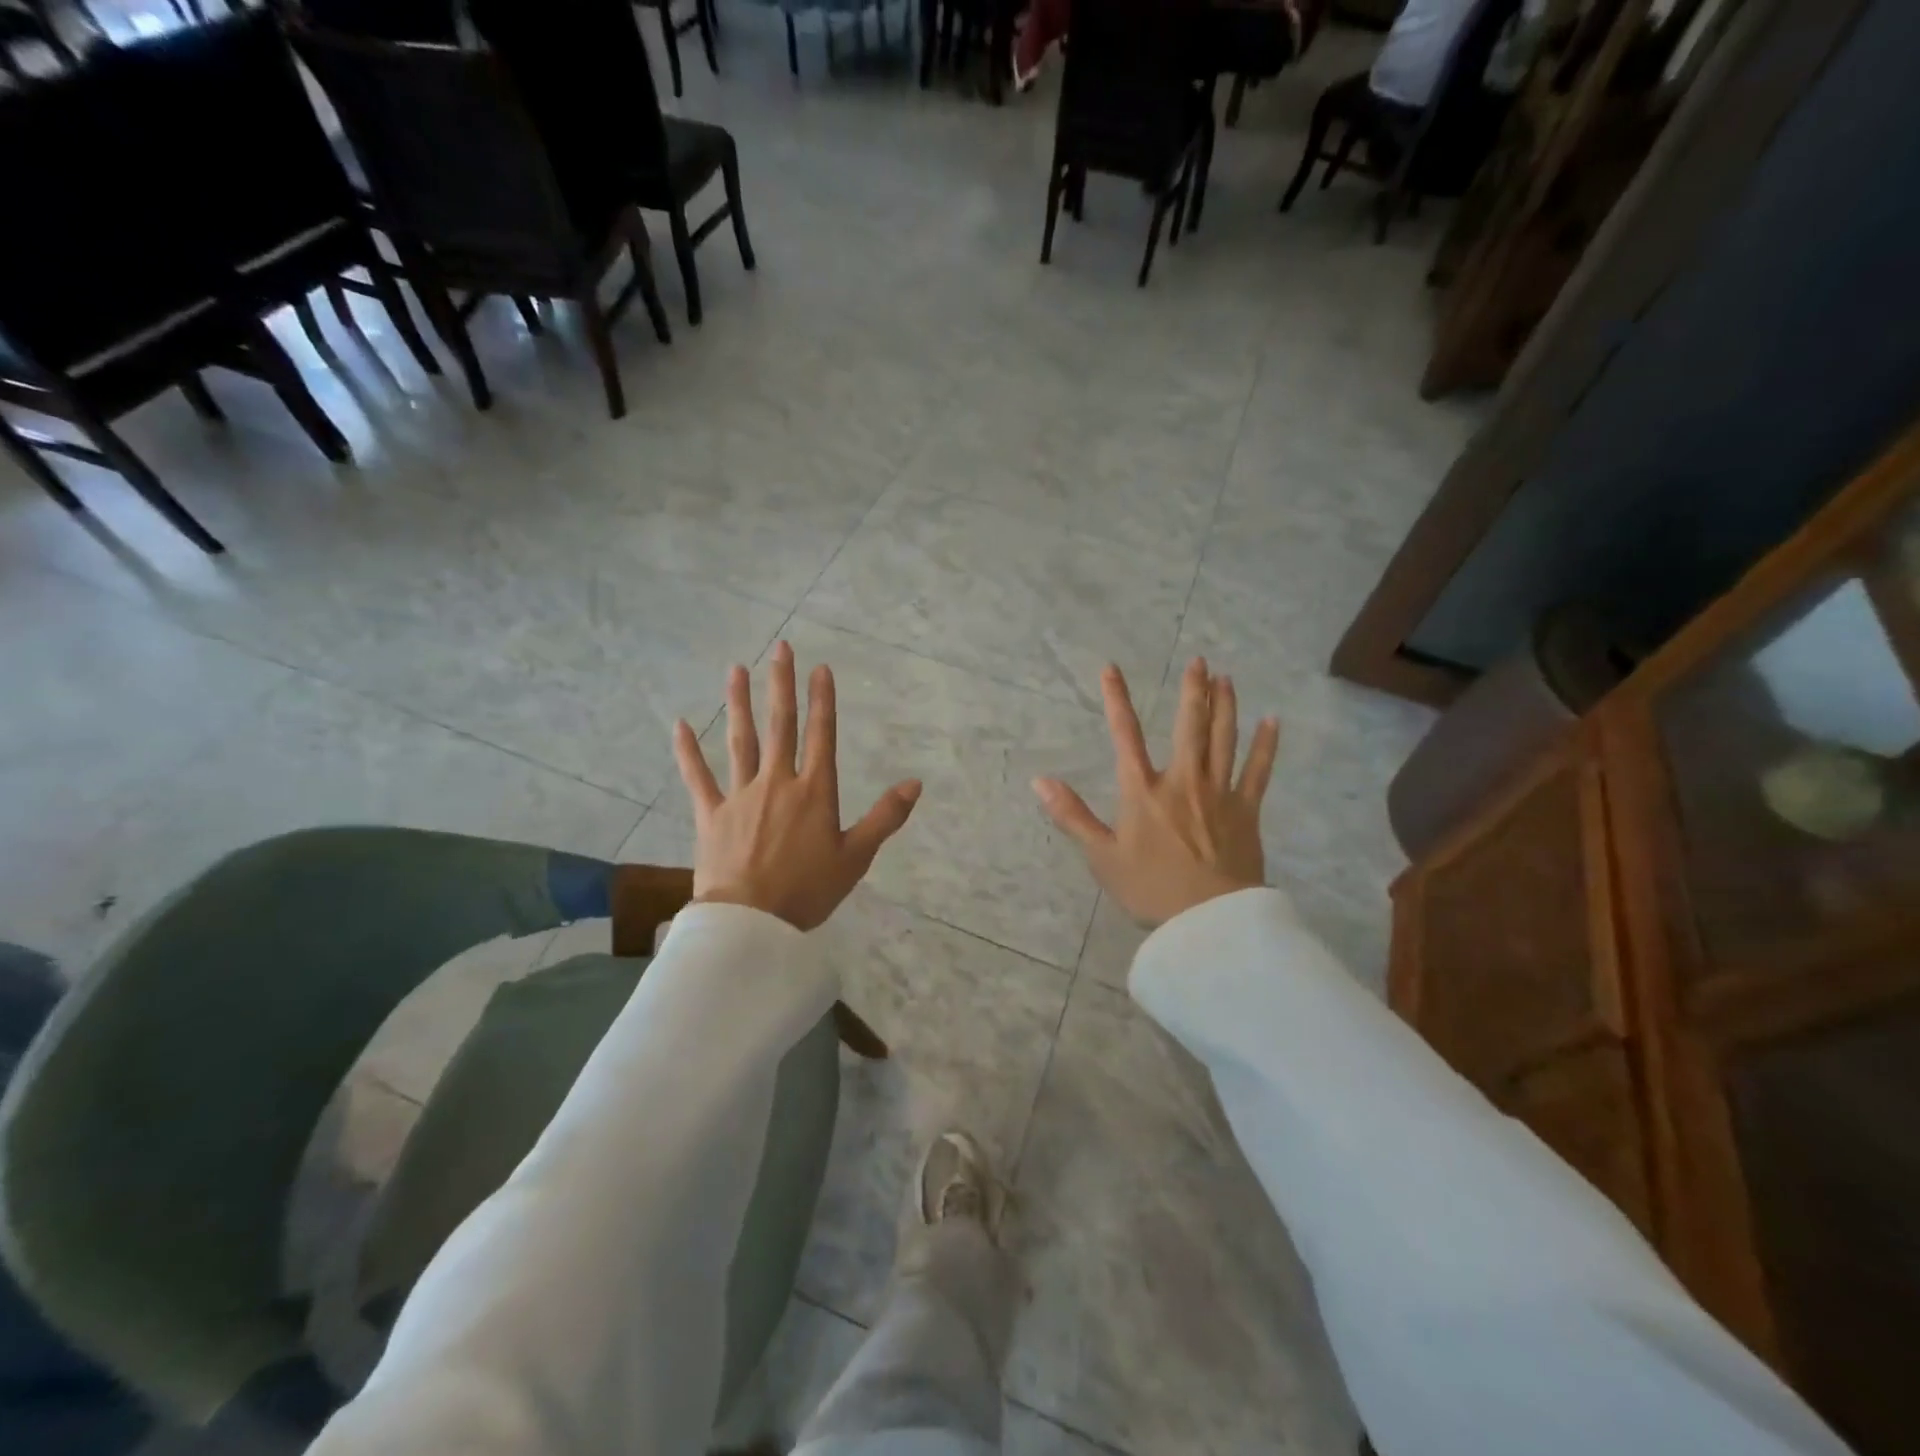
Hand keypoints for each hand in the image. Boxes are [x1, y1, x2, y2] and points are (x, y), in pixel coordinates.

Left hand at [674, 641, 921, 931]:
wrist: (750, 922)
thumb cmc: (808, 891)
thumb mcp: (856, 857)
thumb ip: (885, 817)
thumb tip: (915, 783)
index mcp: (814, 792)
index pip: (822, 735)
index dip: (823, 700)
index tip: (820, 668)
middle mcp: (777, 782)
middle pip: (780, 725)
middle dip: (782, 685)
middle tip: (780, 649)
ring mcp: (741, 795)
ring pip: (740, 740)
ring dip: (738, 703)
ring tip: (736, 668)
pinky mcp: (711, 814)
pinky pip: (697, 777)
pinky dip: (687, 751)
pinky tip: (680, 724)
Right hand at [1034, 658, 1278, 927]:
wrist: (1208, 919)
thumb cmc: (1150, 888)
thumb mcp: (1101, 856)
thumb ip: (1071, 815)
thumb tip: (1039, 781)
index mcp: (1144, 791)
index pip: (1126, 736)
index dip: (1117, 700)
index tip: (1111, 669)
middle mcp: (1182, 781)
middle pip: (1189, 727)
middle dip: (1192, 691)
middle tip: (1199, 661)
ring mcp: (1219, 793)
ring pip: (1224, 740)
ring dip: (1225, 707)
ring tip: (1227, 679)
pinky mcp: (1246, 810)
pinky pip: (1258, 771)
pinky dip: (1265, 746)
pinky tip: (1272, 722)